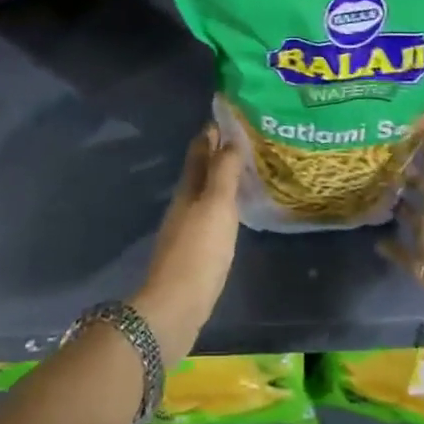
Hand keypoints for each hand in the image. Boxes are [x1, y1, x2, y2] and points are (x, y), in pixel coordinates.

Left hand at [132, 125, 242, 366]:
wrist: (175, 308)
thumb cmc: (198, 251)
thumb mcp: (216, 205)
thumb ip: (223, 172)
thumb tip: (229, 137)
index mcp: (188, 188)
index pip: (199, 149)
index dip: (213, 132)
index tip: (233, 116)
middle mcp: (185, 203)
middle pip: (202, 170)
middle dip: (220, 153)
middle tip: (248, 141)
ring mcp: (187, 228)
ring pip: (207, 193)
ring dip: (223, 180)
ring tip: (249, 171)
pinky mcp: (195, 252)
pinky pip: (212, 216)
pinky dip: (225, 205)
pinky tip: (238, 211)